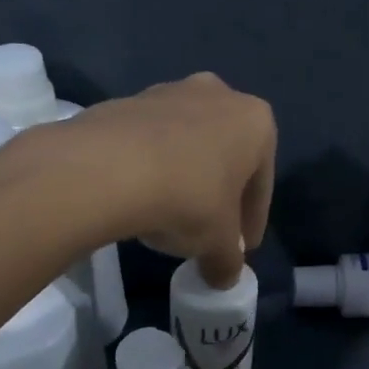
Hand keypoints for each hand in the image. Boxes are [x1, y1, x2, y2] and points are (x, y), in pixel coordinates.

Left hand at [38, 72, 275, 287]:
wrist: (107, 167)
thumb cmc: (188, 198)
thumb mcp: (217, 243)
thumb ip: (228, 260)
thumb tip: (225, 277)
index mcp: (255, 121)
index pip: (261, 182)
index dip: (252, 220)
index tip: (241, 248)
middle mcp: (218, 95)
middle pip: (226, 154)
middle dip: (219, 191)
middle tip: (208, 229)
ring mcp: (169, 92)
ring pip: (187, 143)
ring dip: (184, 175)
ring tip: (168, 215)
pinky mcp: (127, 101)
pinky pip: (149, 141)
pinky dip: (150, 166)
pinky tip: (138, 197)